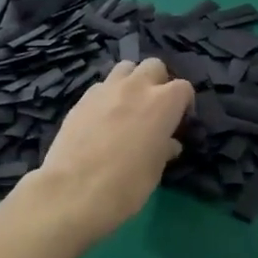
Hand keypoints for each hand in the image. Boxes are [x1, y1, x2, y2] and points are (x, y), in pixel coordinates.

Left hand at [26, 58, 193, 252]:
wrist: (73, 191)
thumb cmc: (126, 185)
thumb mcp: (154, 171)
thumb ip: (164, 149)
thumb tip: (168, 144)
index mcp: (162, 103)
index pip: (183, 88)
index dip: (183, 104)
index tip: (178, 123)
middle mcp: (136, 87)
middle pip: (154, 66)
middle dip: (158, 82)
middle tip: (154, 109)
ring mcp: (105, 90)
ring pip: (125, 68)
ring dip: (131, 81)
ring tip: (128, 107)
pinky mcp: (81, 99)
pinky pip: (101, 87)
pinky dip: (108, 96)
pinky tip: (102, 119)